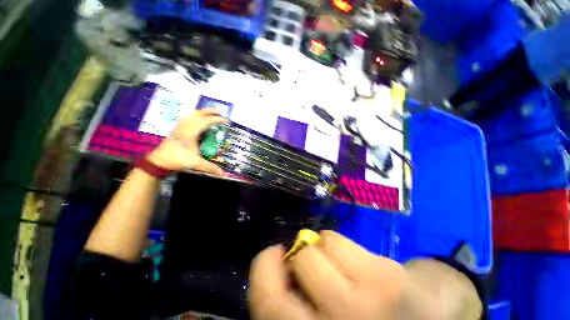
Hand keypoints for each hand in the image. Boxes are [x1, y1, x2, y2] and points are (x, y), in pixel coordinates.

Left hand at [147, 108, 226, 174]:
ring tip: (210, 113)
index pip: (205, 122)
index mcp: (191, 132)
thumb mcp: (196, 163)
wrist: (158, 161)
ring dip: (202, 112)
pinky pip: (187, 119)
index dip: (216, 120)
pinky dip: (194, 116)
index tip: (225, 121)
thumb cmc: (177, 159)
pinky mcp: (177, 130)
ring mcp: (179, 127)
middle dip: (209, 111)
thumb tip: (223, 174)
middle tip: (219, 111)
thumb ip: (210, 167)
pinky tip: (197, 119)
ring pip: (191, 115)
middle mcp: (185, 127)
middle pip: (197, 114)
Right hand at [249, 231, 403, 319]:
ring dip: (322, 248)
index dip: (264, 268)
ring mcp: (365, 300)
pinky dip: (339, 244)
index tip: (274, 254)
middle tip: (305, 258)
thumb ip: (296, 300)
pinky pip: (343, 241)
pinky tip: (354, 262)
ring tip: (337, 264)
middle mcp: (337, 319)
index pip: (267, 301)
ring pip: (321, 245)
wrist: (416, 319)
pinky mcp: (387, 277)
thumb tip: (284, 269)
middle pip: (299, 263)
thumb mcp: (319, 316)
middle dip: (297, 253)